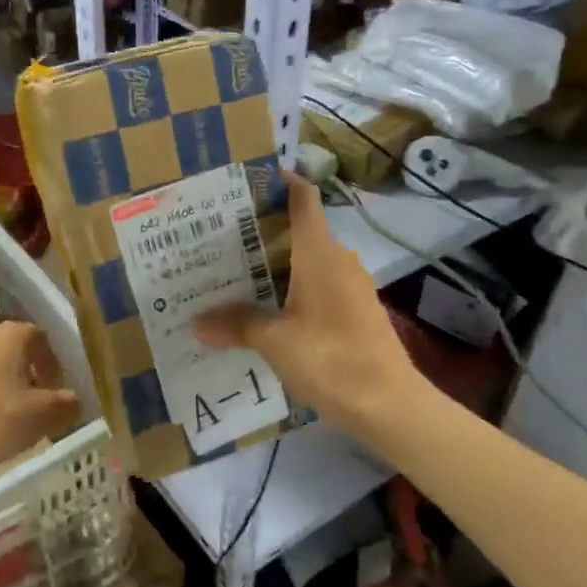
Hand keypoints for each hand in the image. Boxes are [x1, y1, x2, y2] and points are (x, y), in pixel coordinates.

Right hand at [195, 174, 423, 437]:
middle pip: (300, 229)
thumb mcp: (276, 342)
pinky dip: (292, 287)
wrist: (390, 406)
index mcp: (319, 253)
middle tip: (218, 236)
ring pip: (308, 260)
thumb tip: (196, 323)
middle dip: (262, 230)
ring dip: (276, 263)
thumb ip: (237, 325)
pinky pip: (318, 285)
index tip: (246, 181)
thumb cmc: (331, 360)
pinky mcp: (356, 310)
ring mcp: (351, 286)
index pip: (303, 198)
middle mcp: (338, 260)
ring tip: (234, 272)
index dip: (280, 181)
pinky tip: (266, 308)